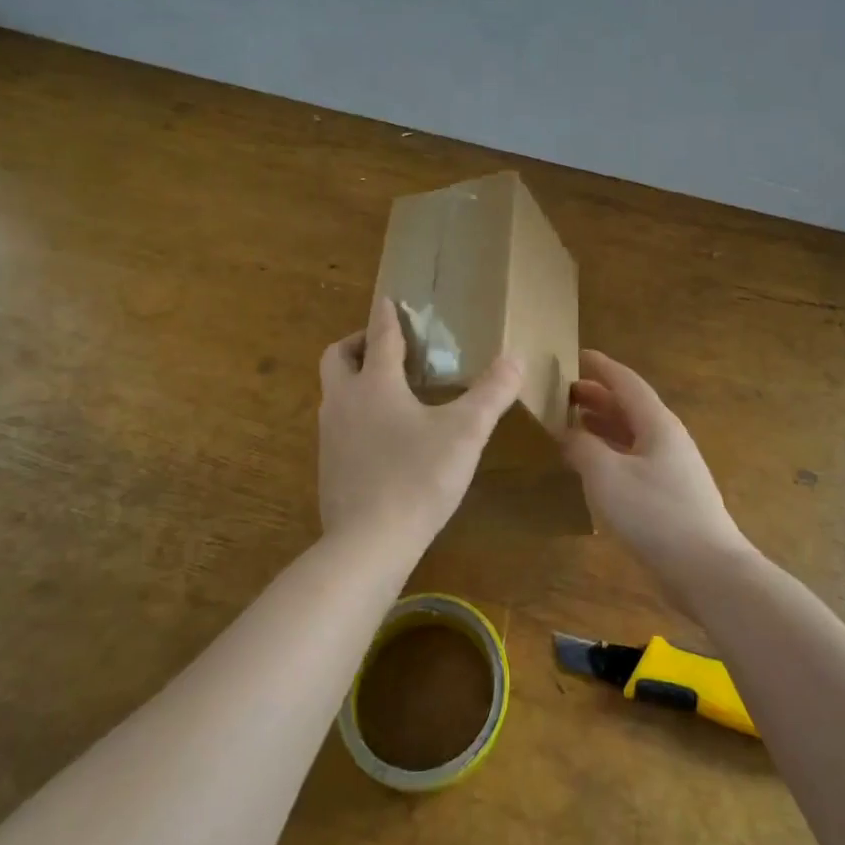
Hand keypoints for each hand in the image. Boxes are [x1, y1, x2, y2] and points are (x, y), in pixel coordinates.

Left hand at [317, 299, 521, 551]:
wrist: (368, 544)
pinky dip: (356, 415)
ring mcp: (330, 436)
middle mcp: (344, 402)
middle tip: (386, 347)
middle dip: (357, 343)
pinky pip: (338, 425)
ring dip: (355, 380)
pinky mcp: (328, 467)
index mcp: (375, 384)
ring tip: (390, 390)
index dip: (385, 315)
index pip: (378, 336)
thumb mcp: (465, 432)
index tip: (388, 299)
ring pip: (335, 393)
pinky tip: (383, 437)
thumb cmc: (418, 477)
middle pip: (337, 357)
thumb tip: (516, 357)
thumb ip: (492, 393)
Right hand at [561, 350, 752, 588]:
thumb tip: (566, 431)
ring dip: (604, 425)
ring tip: (573, 423)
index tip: (577, 355)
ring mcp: (673, 467)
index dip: (601, 367)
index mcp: (657, 423)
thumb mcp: (606, 475)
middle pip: (630, 407)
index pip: (626, 382)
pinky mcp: (671, 494)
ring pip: (633, 434)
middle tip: (565, 393)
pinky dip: (611, 452)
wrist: (707, 569)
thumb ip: (582, 447)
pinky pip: (636, 459)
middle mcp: (668, 438)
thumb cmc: (655, 513)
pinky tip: (594, 466)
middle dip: (598, 396)